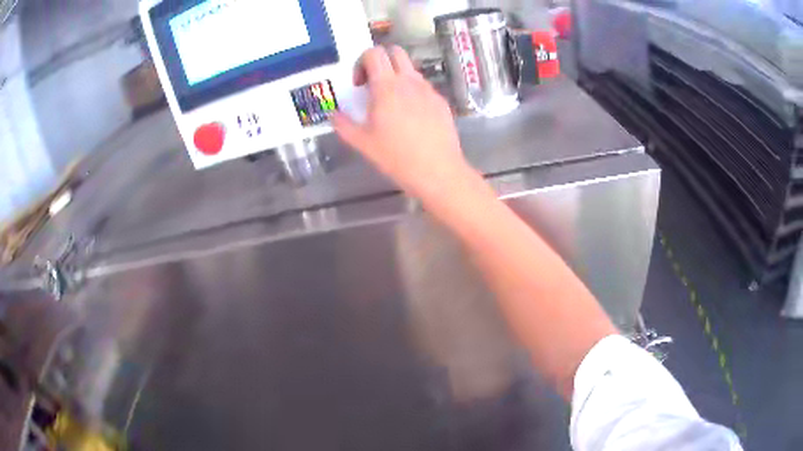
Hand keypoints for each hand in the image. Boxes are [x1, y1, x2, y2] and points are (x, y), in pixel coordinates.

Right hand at [333, 46, 472, 201]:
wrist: (438, 171)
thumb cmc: (396, 157)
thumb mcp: (363, 143)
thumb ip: (343, 125)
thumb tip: (333, 114)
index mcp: (387, 87)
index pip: (374, 53)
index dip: (361, 62)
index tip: (359, 83)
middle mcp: (409, 82)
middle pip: (396, 52)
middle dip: (382, 60)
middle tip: (373, 84)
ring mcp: (428, 90)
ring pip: (411, 69)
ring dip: (397, 76)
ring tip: (392, 104)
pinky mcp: (441, 102)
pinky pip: (424, 87)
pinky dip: (413, 92)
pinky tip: (411, 117)